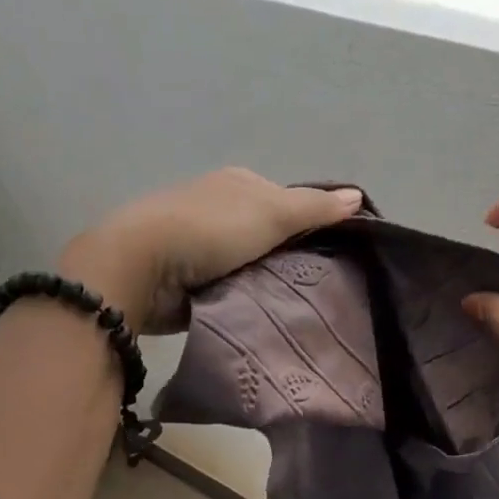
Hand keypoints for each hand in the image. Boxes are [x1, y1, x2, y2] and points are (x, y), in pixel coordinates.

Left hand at [59, 169, 362, 334]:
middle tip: (323, 285)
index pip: (289, 201)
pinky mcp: (189, 278)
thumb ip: (316, 207)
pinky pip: (231, 288)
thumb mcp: (272, 212)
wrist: (141, 267)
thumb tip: (358, 195)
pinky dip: (246, 299)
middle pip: (271, 234)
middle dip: (293, 257)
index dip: (314, 224)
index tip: (338, 253)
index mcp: (239, 184)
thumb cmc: (210, 229)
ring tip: (301, 306)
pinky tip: (266, 314)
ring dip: (269, 281)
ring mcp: (201, 244)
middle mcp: (220, 208)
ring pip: (252, 264)